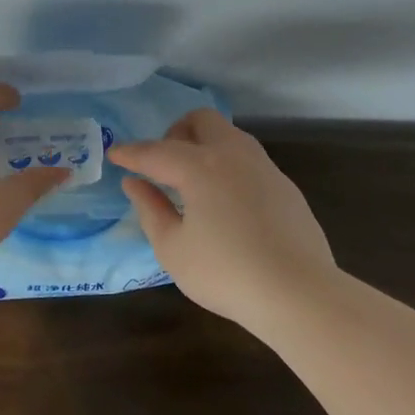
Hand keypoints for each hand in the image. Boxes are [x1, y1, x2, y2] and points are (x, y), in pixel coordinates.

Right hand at [109, 109, 338, 324]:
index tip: (115, 154)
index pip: (156, 152)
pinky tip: (226, 203)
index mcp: (200, 167)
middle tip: (163, 166)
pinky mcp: (286, 187)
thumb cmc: (226, 273)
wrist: (299, 294)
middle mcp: (233, 155)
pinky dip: (228, 167)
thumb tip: (134, 183)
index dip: (131, 153)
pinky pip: (249, 160)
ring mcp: (265, 168)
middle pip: (201, 120)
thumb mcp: (173, 249)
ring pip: (230, 135)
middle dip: (175, 133)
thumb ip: (150, 210)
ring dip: (205, 146)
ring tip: (193, 182)